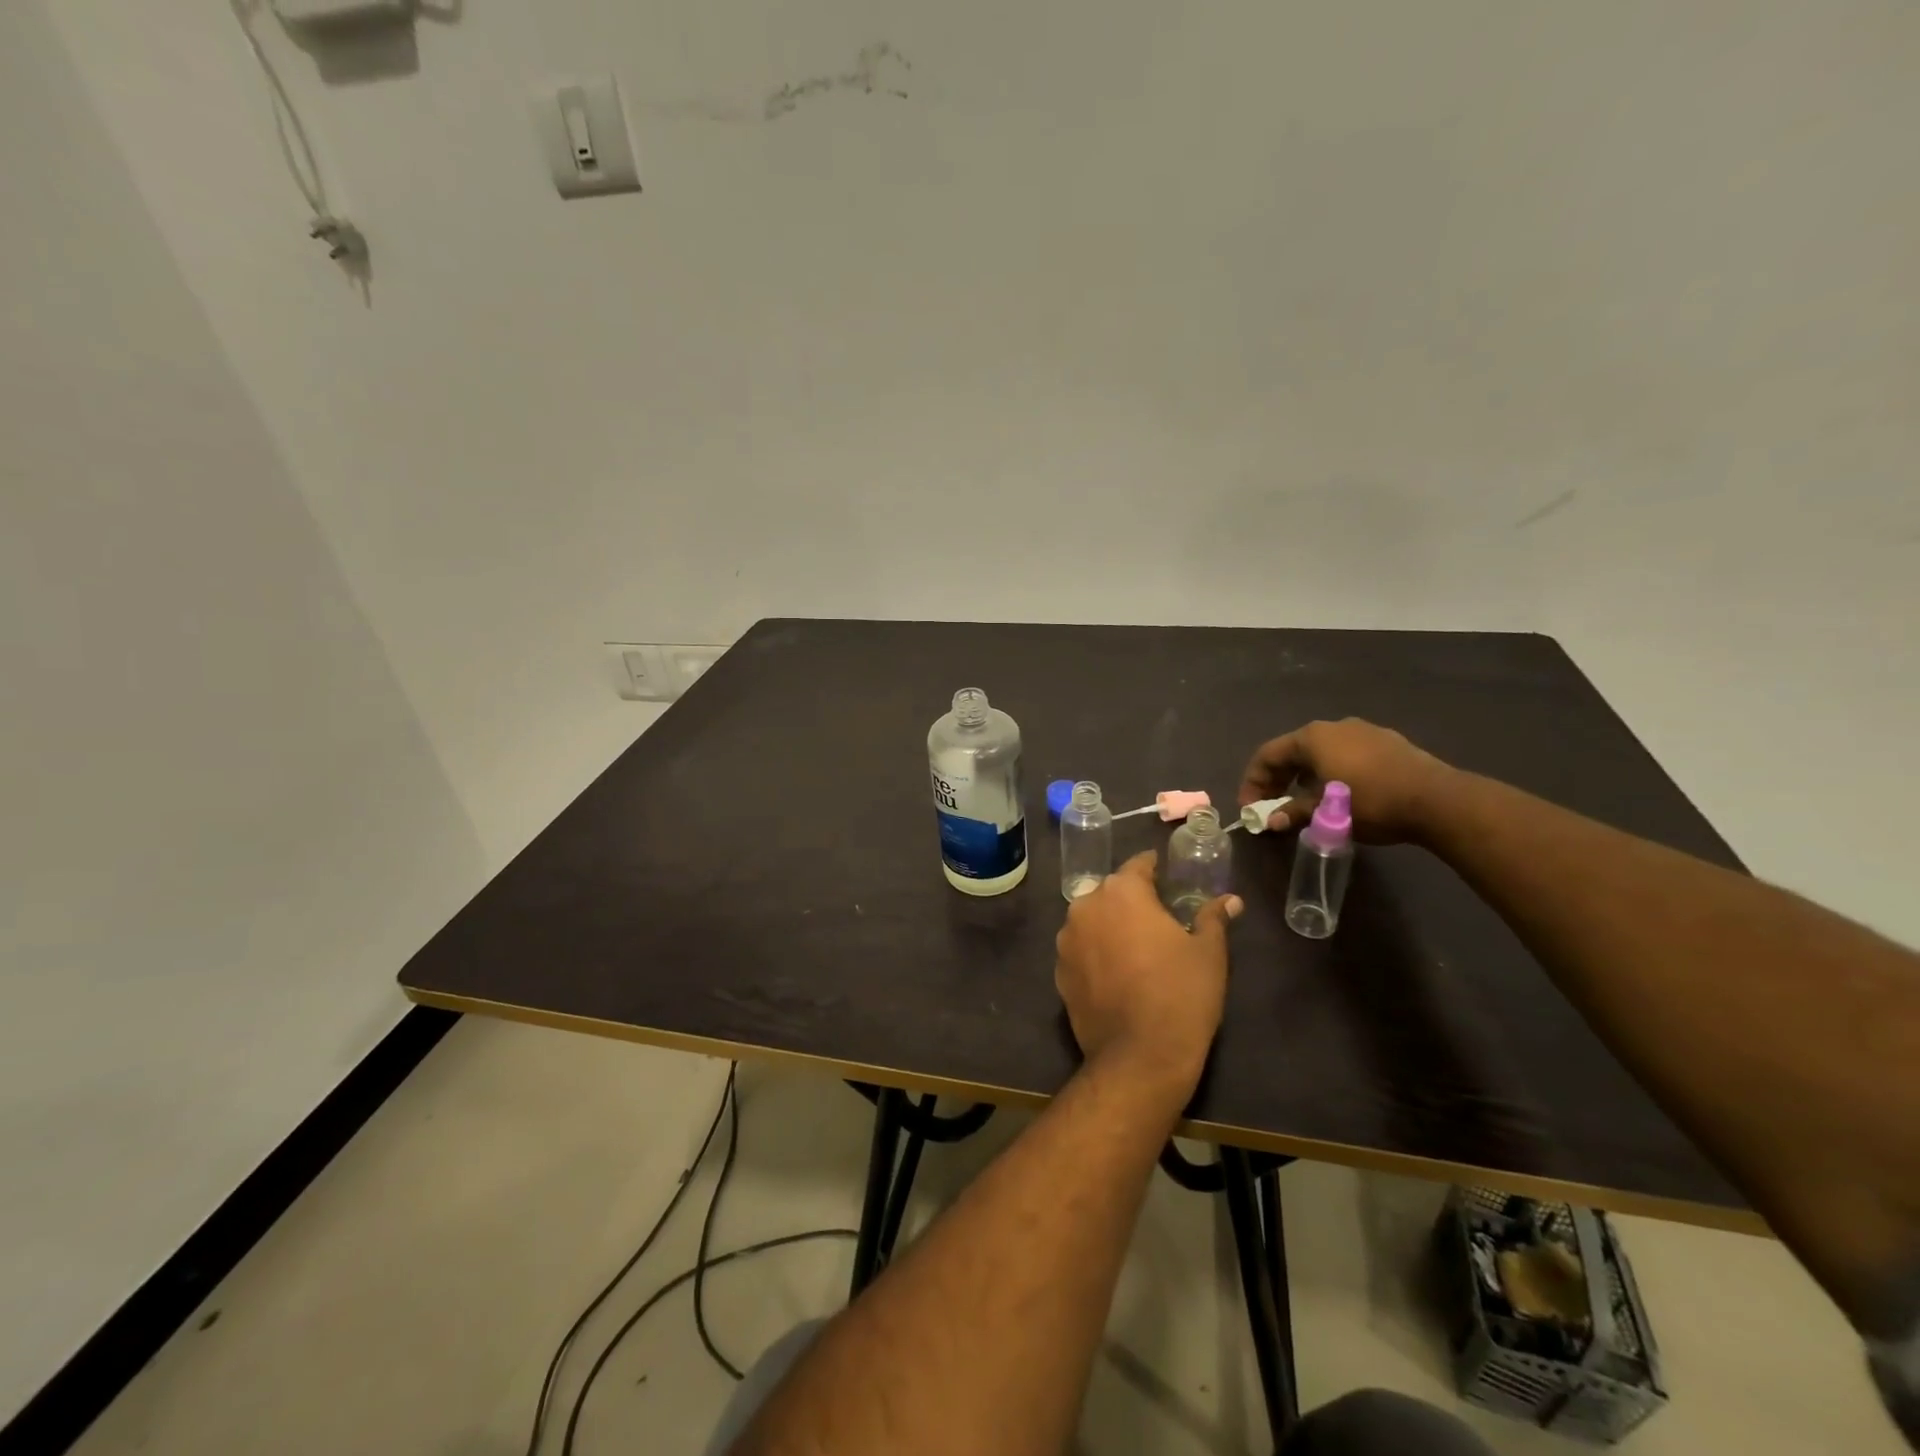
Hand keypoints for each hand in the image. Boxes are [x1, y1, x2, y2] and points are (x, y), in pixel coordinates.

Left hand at [1053, 852, 1240, 1107]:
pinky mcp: (1059, 971)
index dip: (1155, 870)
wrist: (1139, 1056)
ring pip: (1092, 920)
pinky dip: (1096, 953)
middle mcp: (1086, 906)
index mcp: (1122, 892)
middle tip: (1158, 918)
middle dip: (1132, 900)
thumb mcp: (1209, 953)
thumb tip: (1231, 900)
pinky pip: (1081, 950)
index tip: (1168, 877)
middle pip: (1111, 892)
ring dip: (1110, 926)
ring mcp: (1067, 939)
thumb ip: (1213, 918)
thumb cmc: (1181, 995)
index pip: (1139, 866)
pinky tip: (1116, 974)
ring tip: (1136, 948)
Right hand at [1238, 717, 1453, 842]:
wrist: (1437, 800)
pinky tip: (1339, 795)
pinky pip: (1346, 755)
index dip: (1253, 782)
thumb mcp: (1325, 812)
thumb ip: (1293, 812)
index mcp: (1312, 737)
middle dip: (1278, 780)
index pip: (1267, 754)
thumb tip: (1270, 821)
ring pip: (1321, 753)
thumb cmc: (1370, 802)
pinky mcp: (1387, 743)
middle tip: (1272, 807)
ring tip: (1304, 803)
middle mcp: (1333, 727)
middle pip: (1293, 751)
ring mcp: (1363, 731)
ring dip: (1304, 777)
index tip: (1250, 808)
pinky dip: (1331, 773)